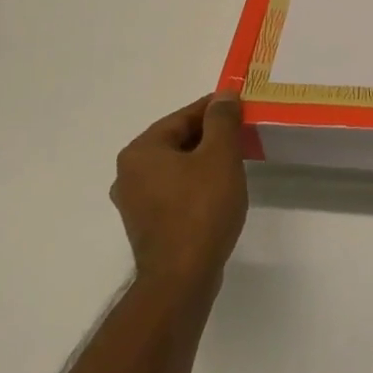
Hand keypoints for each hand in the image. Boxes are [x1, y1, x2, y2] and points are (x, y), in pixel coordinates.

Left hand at [111, 94, 248, 292]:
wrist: (182, 277)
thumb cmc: (202, 209)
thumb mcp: (220, 156)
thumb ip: (222, 120)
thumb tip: (225, 95)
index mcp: (141, 151)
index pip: (183, 117)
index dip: (215, 109)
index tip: (242, 106)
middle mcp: (129, 173)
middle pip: (177, 141)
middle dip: (210, 135)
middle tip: (243, 133)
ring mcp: (134, 202)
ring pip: (176, 167)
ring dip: (204, 160)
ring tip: (236, 161)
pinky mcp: (147, 224)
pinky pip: (174, 190)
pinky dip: (195, 183)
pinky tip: (219, 191)